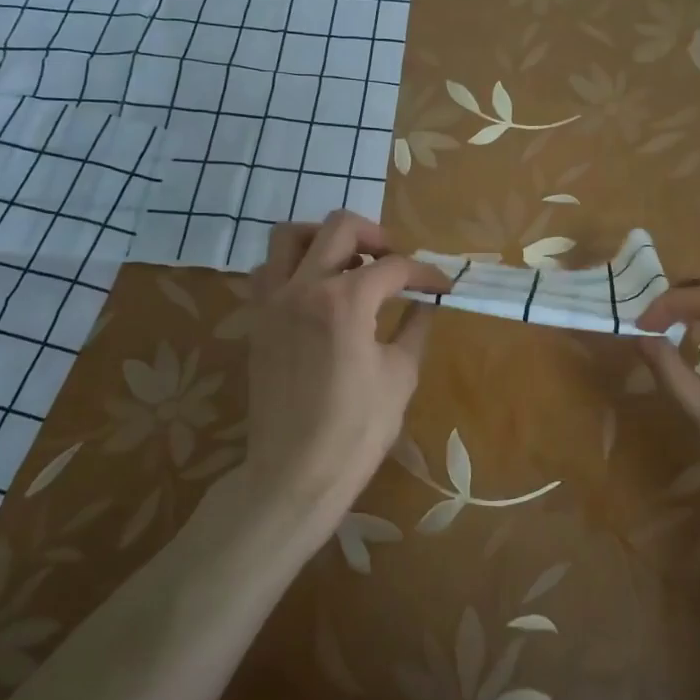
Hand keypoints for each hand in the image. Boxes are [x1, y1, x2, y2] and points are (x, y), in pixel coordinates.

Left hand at [245, 212, 448, 519]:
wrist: (295, 472)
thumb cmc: (356, 429)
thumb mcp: (400, 375)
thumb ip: (416, 327)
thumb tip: (428, 301)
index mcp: (346, 301)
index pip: (394, 266)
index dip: (424, 272)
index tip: (441, 284)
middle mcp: (305, 287)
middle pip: (340, 227)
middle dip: (377, 235)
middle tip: (396, 261)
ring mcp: (274, 300)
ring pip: (290, 236)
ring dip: (324, 238)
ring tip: (350, 262)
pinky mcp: (258, 319)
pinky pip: (266, 270)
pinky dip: (291, 265)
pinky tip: (314, 289)